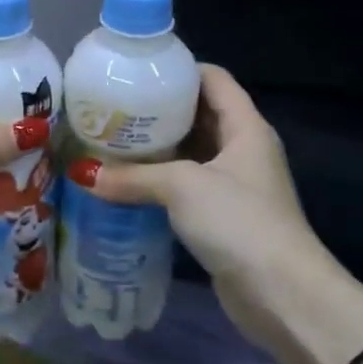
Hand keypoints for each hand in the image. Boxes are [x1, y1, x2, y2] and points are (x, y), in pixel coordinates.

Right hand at [66, 65, 362, 363]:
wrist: (281, 294)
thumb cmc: (239, 222)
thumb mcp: (182, 187)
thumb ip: (132, 176)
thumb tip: (82, 173)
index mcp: (245, 126)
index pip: (213, 78)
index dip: (177, 69)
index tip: (135, 72)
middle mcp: (242, 149)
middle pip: (198, 114)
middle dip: (157, 111)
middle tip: (111, 108)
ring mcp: (233, 185)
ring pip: (189, 154)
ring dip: (155, 149)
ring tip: (109, 141)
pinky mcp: (222, 217)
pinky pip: (185, 186)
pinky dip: (158, 182)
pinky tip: (126, 184)